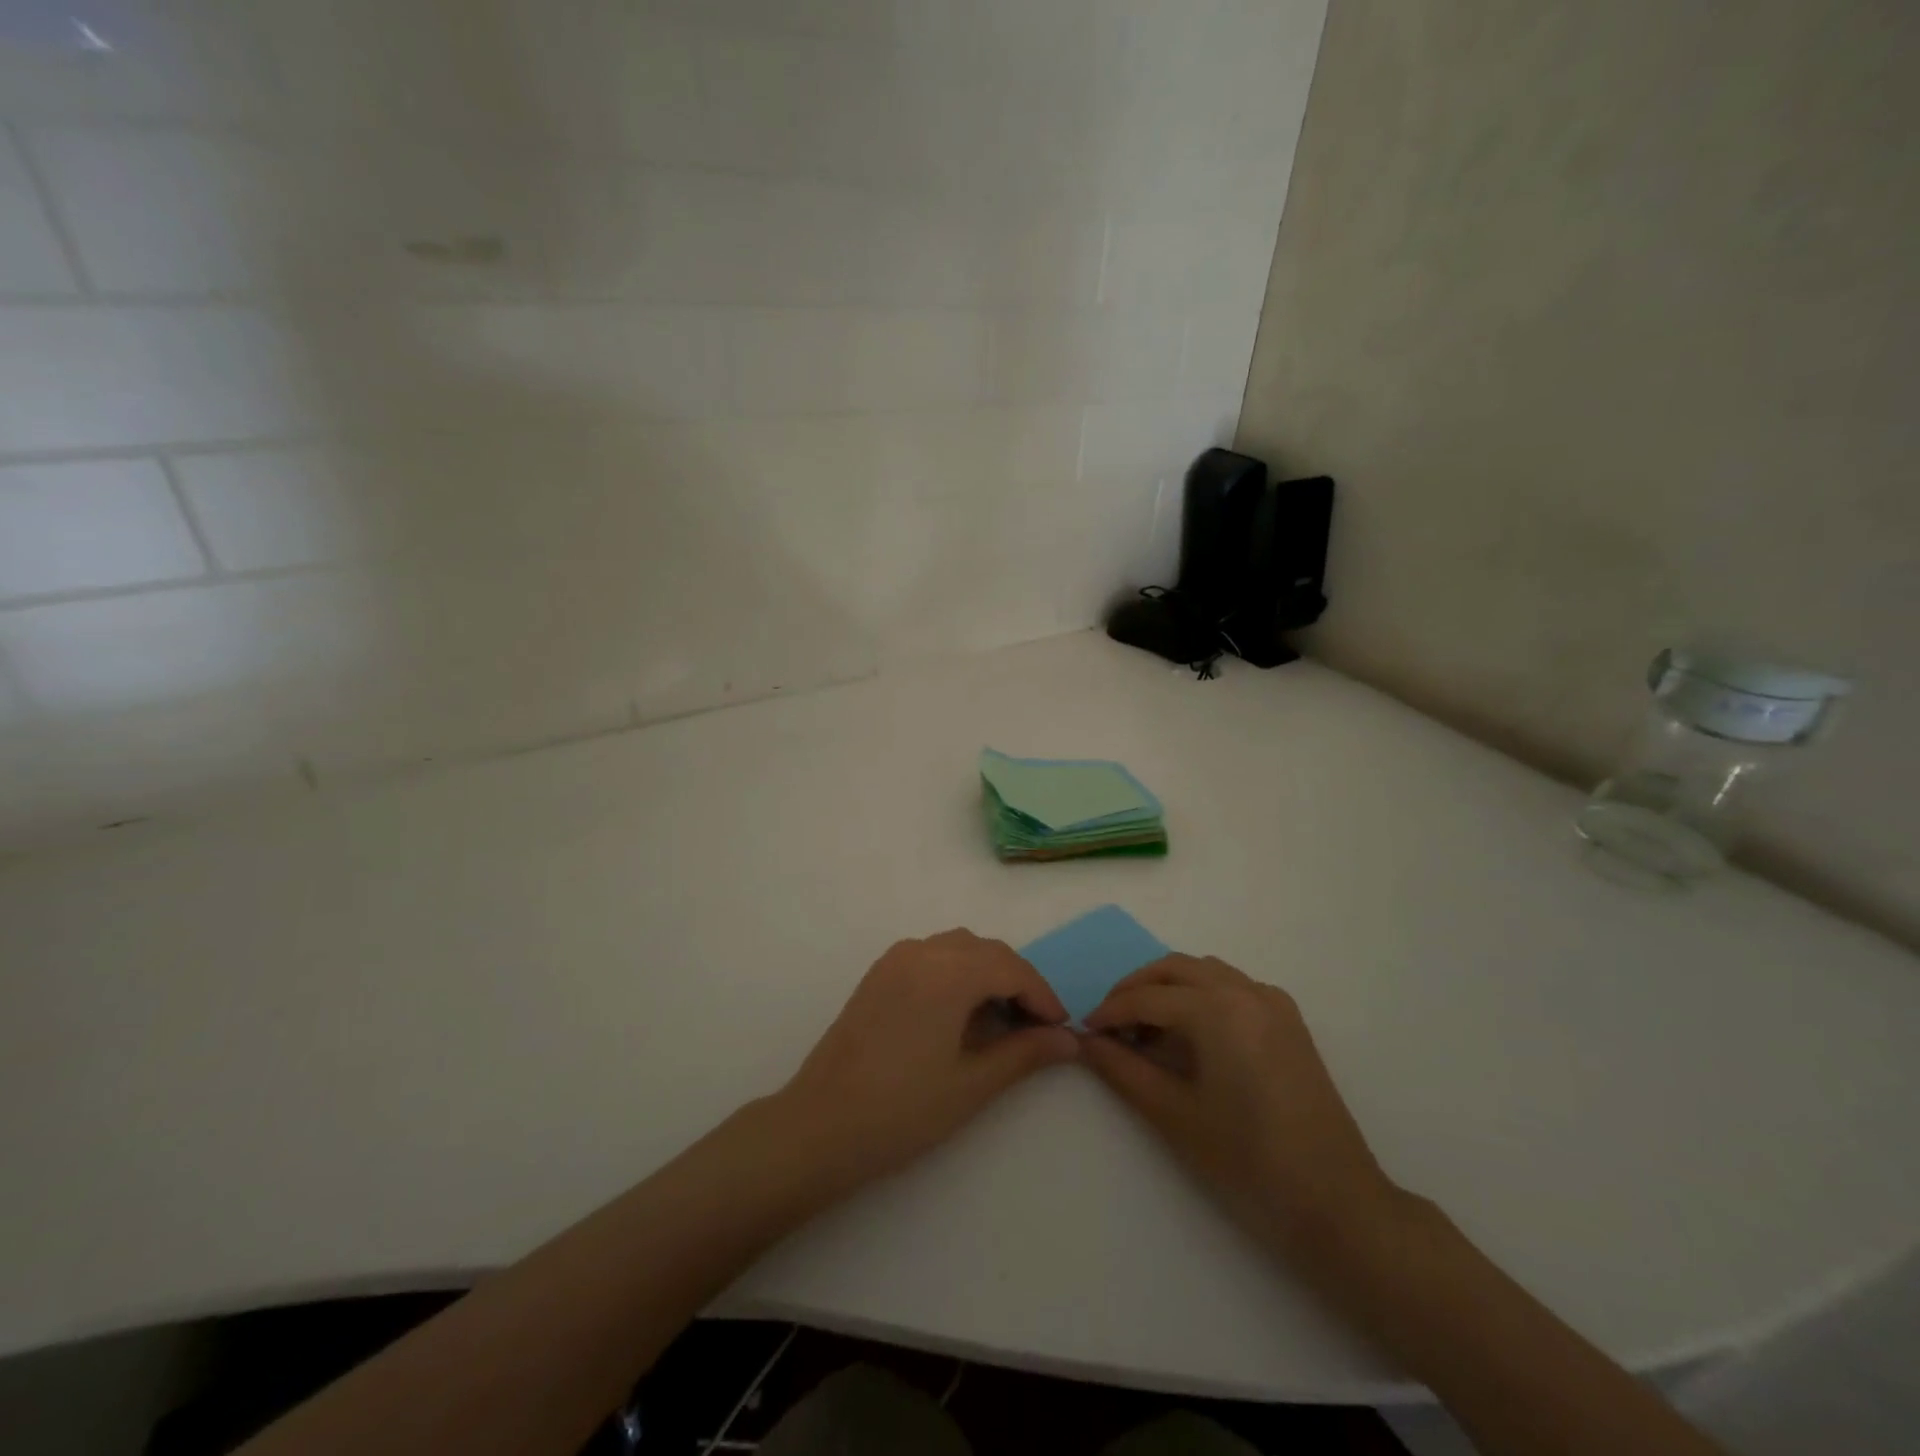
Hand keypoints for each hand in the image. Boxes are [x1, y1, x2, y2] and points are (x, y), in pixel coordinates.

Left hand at [776, 929, 1077, 1190]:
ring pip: (958, 948)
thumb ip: (1024, 1054)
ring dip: (987, 974)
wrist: (820, 1126)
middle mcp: (921, 951)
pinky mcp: (879, 974)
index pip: (1011, 967)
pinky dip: (958, 973)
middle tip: (1038, 1027)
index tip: (1061, 1029)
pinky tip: (962, 1013)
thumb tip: (1068, 1040)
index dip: (1042, 995)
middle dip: (1017, 982)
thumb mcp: (972, 1084)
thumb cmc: (902, 1110)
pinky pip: (932, 956)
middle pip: (986, 951)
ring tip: (1003, 1020)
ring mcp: (895, 959)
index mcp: (947, 971)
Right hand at [1082, 955, 1401, 1250]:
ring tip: (1144, 1029)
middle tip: (1108, 1023)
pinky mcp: (1288, 1021)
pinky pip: (1231, 987)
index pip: (1148, 998)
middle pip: (1175, 969)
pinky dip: (1200, 995)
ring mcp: (1273, 1003)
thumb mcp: (1174, 1114)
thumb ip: (1123, 1070)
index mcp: (1218, 1009)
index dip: (1110, 1011)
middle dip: (1136, 988)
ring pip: (1204, 972)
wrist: (1337, 1204)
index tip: (1083, 1030)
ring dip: (1168, 988)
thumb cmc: (1248, 1161)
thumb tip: (1086, 1042)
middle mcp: (1246, 991)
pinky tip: (1189, 1033)